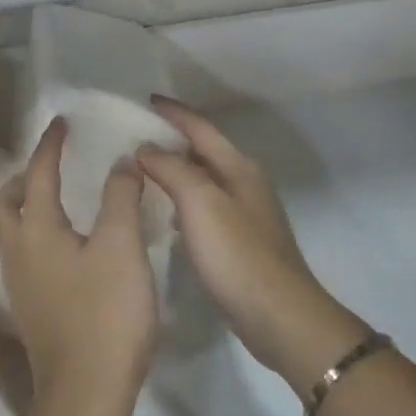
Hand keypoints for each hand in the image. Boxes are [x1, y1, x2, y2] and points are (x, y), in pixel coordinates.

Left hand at [0, 117, 157, 415]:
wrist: (86, 394)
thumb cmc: (105, 313)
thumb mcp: (122, 245)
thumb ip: (120, 197)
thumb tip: (120, 162)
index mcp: (36, 231)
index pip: (38, 174)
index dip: (50, 145)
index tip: (61, 122)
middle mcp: (18, 254)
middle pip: (5, 205)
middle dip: (23, 179)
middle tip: (50, 166)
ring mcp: (21, 286)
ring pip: (11, 233)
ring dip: (27, 208)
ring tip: (60, 201)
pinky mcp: (33, 310)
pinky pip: (26, 257)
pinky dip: (38, 236)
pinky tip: (70, 247)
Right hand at [137, 97, 365, 388]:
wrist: (279, 316)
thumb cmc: (237, 254)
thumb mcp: (200, 203)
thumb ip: (172, 169)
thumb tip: (146, 148)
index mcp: (238, 167)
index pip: (201, 128)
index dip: (174, 112)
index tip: (146, 99)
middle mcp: (245, 183)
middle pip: (204, 150)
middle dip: (172, 139)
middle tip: (136, 136)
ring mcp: (245, 214)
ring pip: (203, 179)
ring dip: (176, 171)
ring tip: (143, 172)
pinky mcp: (240, 242)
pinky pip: (204, 207)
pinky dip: (182, 200)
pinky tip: (166, 214)